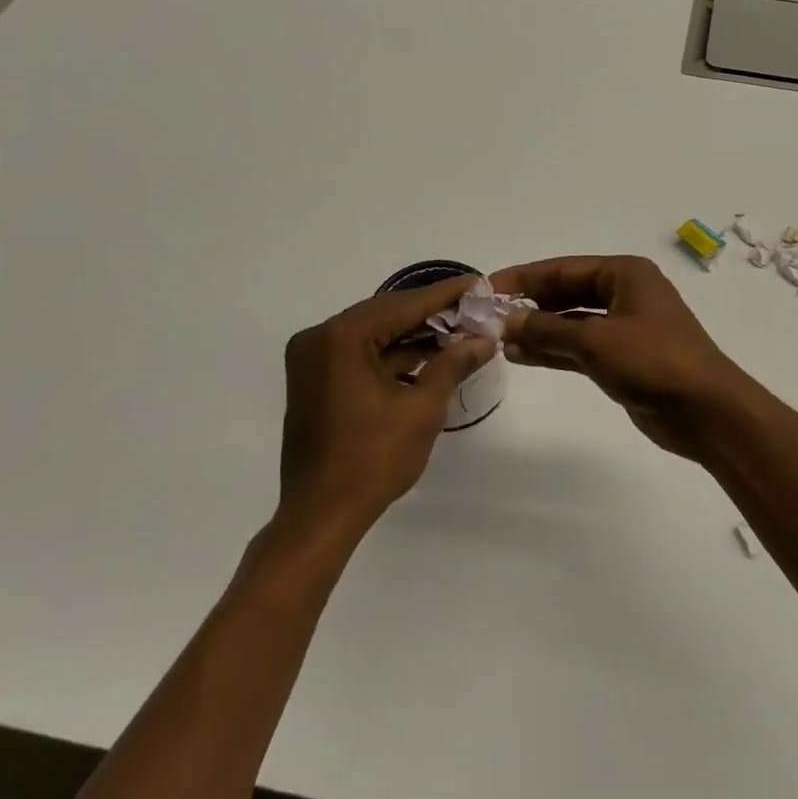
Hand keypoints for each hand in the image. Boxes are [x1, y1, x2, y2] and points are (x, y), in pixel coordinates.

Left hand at [276, 277, 496, 544]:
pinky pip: (359, 355)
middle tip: (473, 308)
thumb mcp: (422, 408)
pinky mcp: (315, 381)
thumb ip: (453, 364)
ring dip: (413, 335)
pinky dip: (392, 355)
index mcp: (341, 338)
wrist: (321, 514)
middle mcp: (319, 339)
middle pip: (386, 314)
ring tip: (459, 332)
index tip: (478, 284)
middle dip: (431, 313)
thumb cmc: (373, 460)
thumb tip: (485, 339)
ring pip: (373, 334)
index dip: (445, 295)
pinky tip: (429, 357)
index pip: (403, 305)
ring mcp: (312, 360)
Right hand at [491, 255, 759, 460]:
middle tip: (488, 316)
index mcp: (625, 274)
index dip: (524, 278)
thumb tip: (507, 320)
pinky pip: (580, 348)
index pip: (564, 269)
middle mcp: (625, 294)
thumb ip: (547, 329)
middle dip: (530, 305)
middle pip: (567, 293)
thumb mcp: (595, 340)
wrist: (704, 410)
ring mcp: (625, 328)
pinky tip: (521, 356)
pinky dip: (553, 351)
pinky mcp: (623, 359)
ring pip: (571, 323)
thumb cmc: (653, 361)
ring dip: (538, 331)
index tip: (487, 288)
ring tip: (498, 340)